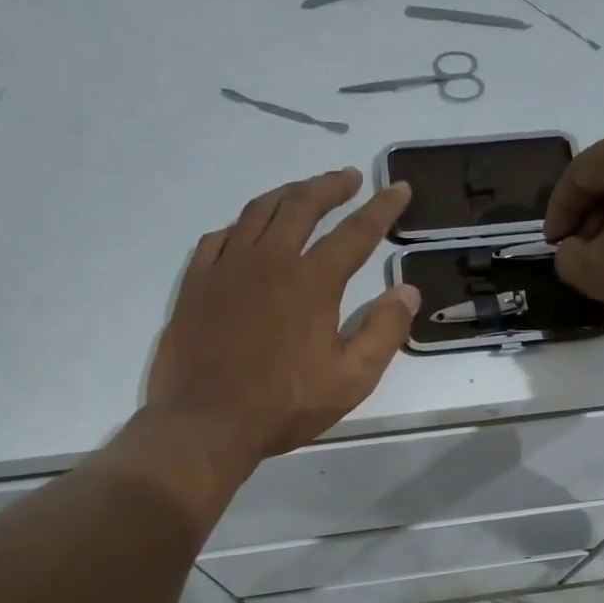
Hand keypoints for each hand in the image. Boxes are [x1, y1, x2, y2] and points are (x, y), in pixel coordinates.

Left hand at [147, 167, 419, 470]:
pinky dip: (242, 226)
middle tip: (350, 178)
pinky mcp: (196, 283)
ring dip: (287, 194)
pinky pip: (220, 237)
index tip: (399, 189)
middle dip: (331, 186)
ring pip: (258, 211)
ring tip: (304, 192)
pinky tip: (248, 232)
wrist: (205, 424)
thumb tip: (406, 291)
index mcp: (312, 281)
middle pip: (303, 205)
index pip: (356, 232)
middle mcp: (269, 260)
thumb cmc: (284, 406)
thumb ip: (384, 332)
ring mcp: (227, 268)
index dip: (382, 208)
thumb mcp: (350, 380)